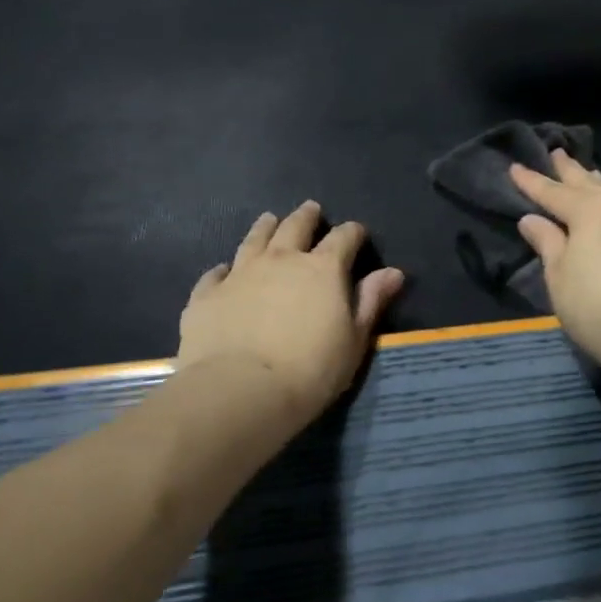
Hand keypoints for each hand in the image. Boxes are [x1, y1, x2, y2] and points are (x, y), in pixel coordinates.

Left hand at [175, 201, 405, 425]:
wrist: (238, 392)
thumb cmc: (310, 370)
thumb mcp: (354, 340)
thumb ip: (371, 302)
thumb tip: (393, 272)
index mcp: (323, 269)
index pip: (343, 238)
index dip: (352, 233)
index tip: (357, 234)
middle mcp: (282, 260)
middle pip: (296, 226)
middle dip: (307, 217)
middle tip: (311, 210)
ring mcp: (240, 274)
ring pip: (255, 239)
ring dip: (265, 227)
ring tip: (270, 219)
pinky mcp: (207, 295)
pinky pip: (215, 274)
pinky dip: (223, 269)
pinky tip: (223, 270)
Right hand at [509, 153, 600, 368]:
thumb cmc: (594, 307)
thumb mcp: (559, 276)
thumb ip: (547, 242)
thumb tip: (532, 219)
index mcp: (588, 211)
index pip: (552, 192)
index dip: (531, 181)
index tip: (514, 167)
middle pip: (588, 183)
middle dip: (569, 169)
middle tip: (557, 152)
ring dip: (598, 185)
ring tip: (589, 175)